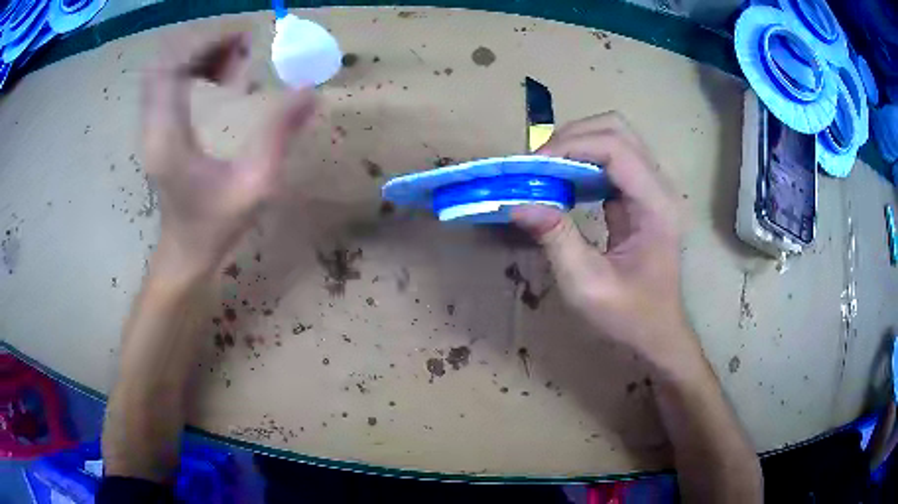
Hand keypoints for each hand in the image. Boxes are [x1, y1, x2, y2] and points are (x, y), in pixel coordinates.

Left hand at [142, 32, 315, 278]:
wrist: (183, 254)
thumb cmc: (215, 227)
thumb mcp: (255, 186)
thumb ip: (279, 136)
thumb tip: (310, 92)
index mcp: (168, 137)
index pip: (172, 67)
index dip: (207, 42)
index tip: (244, 39)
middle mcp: (152, 125)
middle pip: (166, 60)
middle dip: (205, 45)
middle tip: (241, 51)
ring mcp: (150, 126)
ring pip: (164, 68)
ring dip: (199, 54)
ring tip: (233, 64)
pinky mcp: (156, 128)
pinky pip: (167, 81)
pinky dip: (191, 68)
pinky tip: (217, 79)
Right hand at [513, 113, 696, 370]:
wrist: (657, 333)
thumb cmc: (629, 317)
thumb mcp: (586, 285)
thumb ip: (556, 239)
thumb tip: (518, 203)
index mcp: (656, 207)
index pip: (617, 148)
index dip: (572, 146)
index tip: (534, 166)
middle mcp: (660, 188)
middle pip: (618, 130)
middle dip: (573, 137)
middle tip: (538, 164)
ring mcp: (653, 189)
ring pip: (616, 139)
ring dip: (577, 145)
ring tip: (546, 170)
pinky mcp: (641, 196)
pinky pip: (613, 160)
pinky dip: (583, 161)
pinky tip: (563, 182)